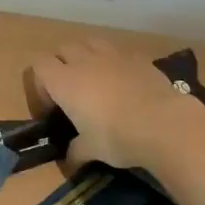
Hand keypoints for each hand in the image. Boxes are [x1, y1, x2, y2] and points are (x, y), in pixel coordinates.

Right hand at [28, 39, 204, 171]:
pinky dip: (114, 62)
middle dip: (62, 65)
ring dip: (87, 56)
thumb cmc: (117, 137)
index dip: (41, 84)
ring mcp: (112, 55)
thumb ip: (76, 151)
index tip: (52, 106)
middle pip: (63, 49)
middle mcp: (84, 61)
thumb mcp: (91, 149)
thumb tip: (70, 161)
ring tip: (96, 79)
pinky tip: (124, 82)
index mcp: (64, 81)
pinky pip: (118, 51)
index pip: (39, 65)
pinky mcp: (138, 57)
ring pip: (89, 43)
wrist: (164, 125)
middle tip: (72, 91)